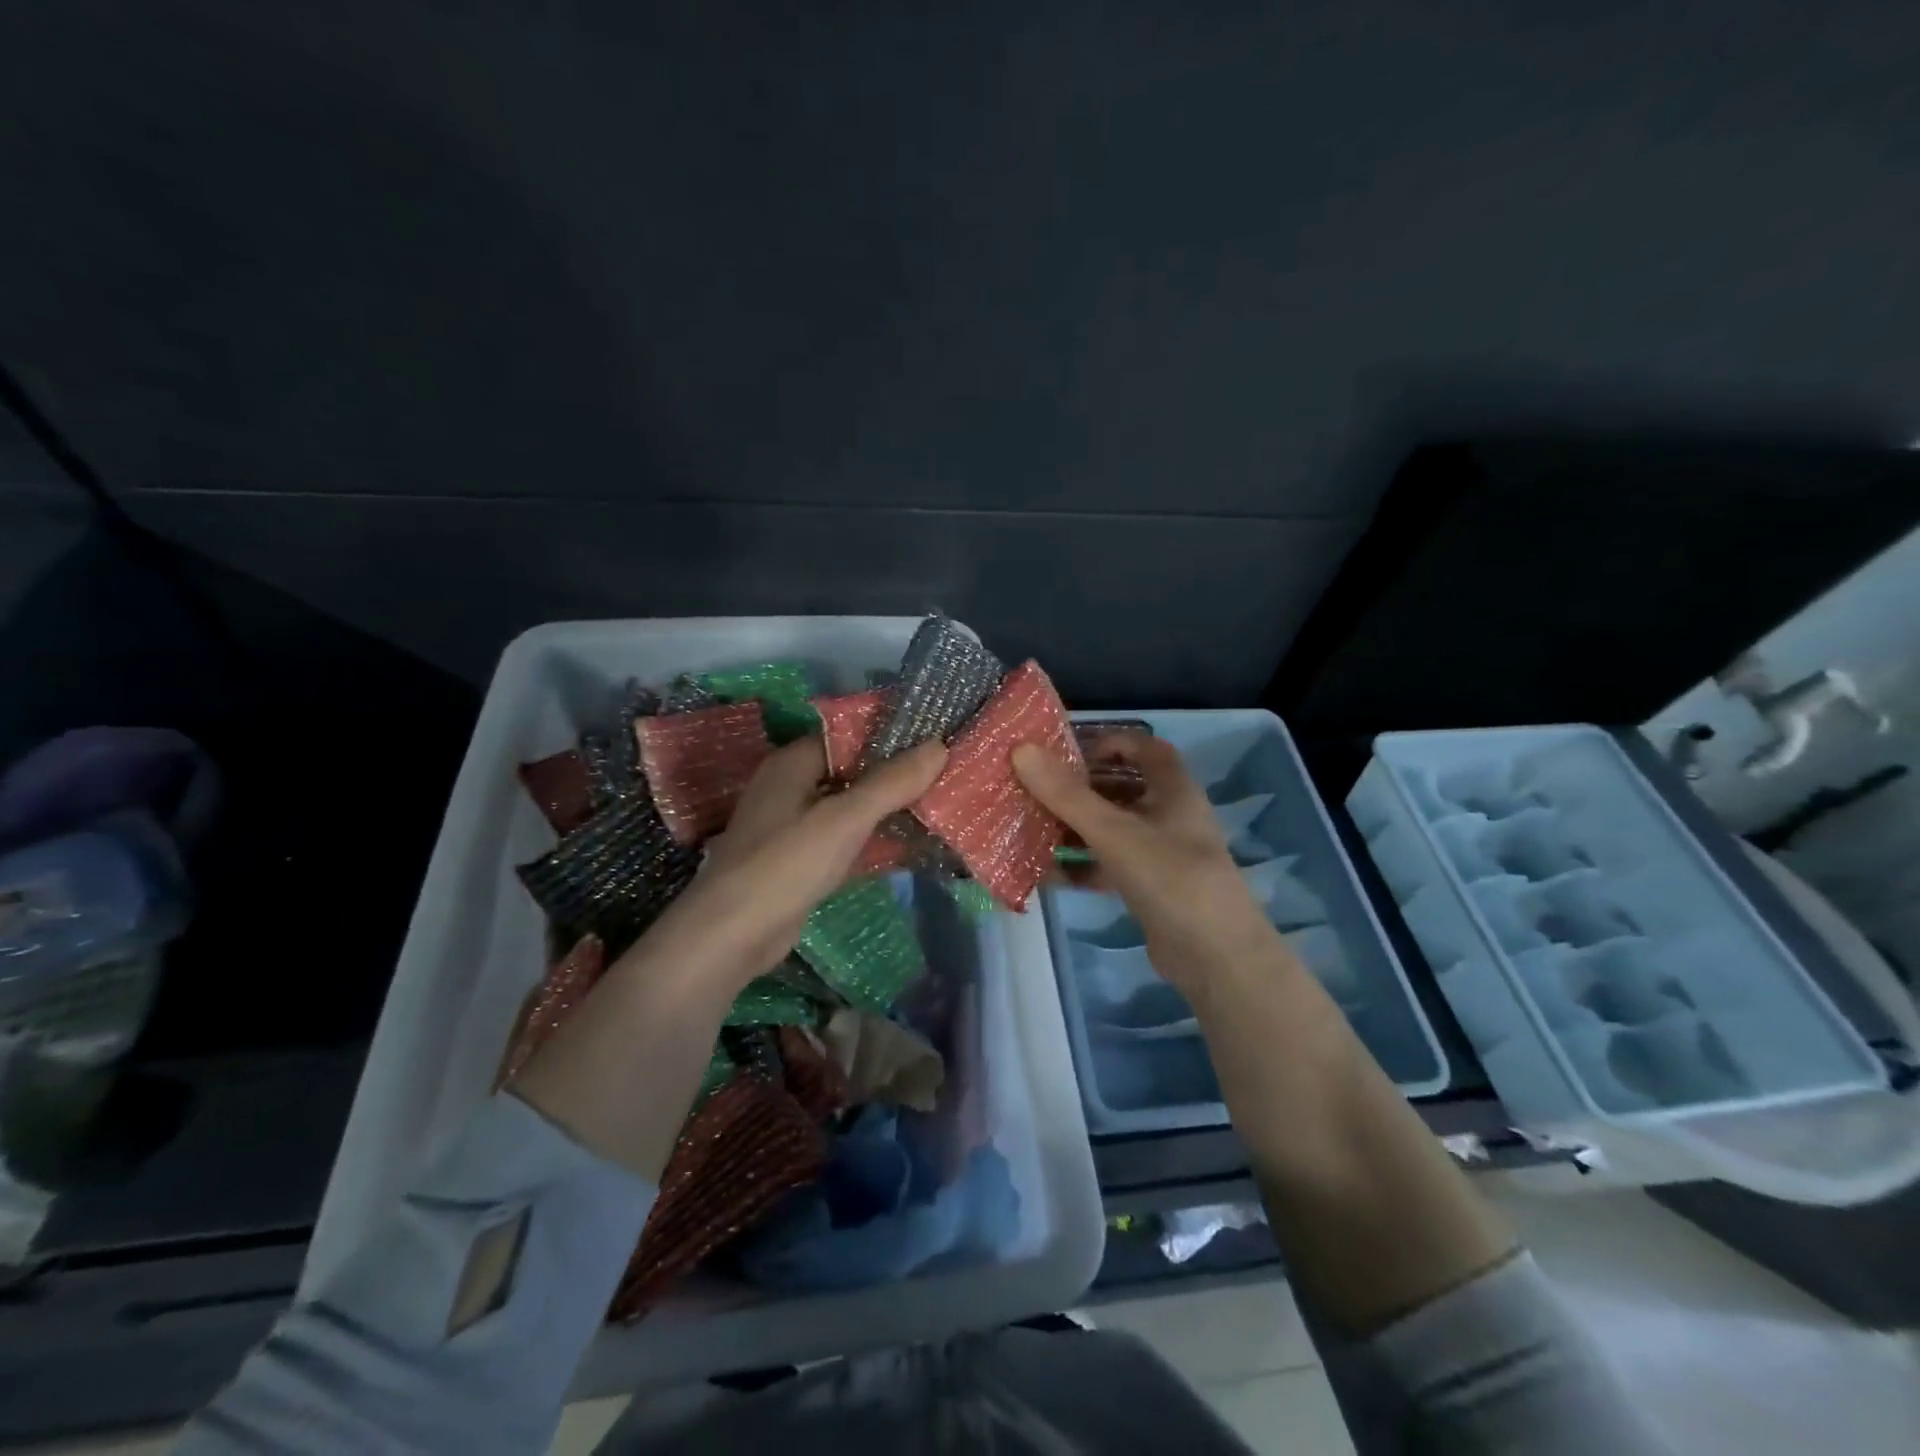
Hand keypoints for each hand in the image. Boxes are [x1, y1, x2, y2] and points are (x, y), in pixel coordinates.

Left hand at [624, 735, 947, 990]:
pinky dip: (875, 840)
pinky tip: (913, 845)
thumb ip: (891, 783)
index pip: (849, 734)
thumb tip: (939, 746)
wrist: (731, 937)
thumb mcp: (844, 819)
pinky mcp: (802, 862)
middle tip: (947, 773)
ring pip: (852, 807)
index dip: (891, 734)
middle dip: (897, 774)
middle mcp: (792, 787)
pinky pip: (847, 840)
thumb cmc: (785, 864)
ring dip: (889, 808)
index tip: (937, 738)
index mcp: (793, 763)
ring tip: (941, 804)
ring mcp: (795, 827)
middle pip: (853, 771)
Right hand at [1014, 733, 1280, 990]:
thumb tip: (1021, 750)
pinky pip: (1110, 864)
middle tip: (1035, 790)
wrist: (1215, 956)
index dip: (1106, 743)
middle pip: (1121, 787)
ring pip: (1112, 827)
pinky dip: (1082, 866)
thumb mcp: (1113, 832)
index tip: (1065, 755)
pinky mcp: (1150, 886)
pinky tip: (1048, 875)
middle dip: (1079, 788)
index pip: (1142, 746)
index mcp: (1172, 788)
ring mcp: (1160, 852)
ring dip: (1075, 827)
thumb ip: (1066, 794)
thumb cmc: (1169, 877)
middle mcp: (1169, 814)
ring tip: (1031, 828)